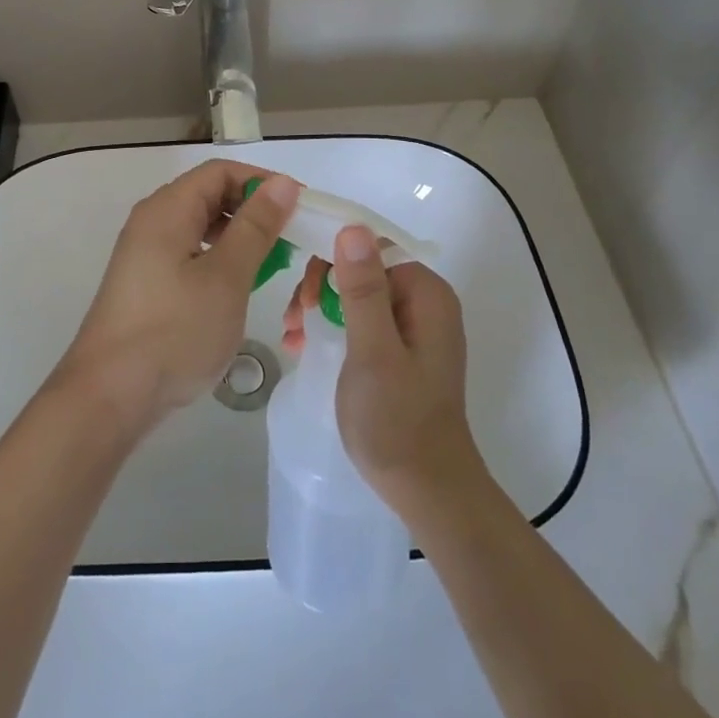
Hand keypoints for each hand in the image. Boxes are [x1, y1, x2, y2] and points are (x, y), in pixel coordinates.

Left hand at [55, 163, 300, 433]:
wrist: (110, 395)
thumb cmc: (174, 331)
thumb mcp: (226, 277)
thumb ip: (256, 227)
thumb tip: (282, 183)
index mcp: (167, 209)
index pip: (220, 172)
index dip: (262, 182)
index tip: (300, 208)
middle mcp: (152, 222)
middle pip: (209, 195)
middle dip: (253, 210)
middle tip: (291, 239)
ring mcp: (145, 253)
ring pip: (200, 227)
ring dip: (239, 237)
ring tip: (272, 263)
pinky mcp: (146, 283)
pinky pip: (189, 253)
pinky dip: (219, 259)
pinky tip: (238, 286)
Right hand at [282, 227, 483, 516]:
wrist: (426, 490)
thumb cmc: (397, 420)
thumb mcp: (373, 351)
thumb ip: (363, 289)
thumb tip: (353, 227)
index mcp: (426, 294)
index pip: (372, 248)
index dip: (332, 260)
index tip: (305, 294)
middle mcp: (425, 302)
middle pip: (363, 268)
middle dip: (323, 287)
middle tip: (293, 319)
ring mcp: (414, 327)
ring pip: (358, 294)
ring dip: (322, 307)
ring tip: (292, 336)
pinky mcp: (402, 350)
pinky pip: (363, 320)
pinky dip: (334, 327)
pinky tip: (305, 345)